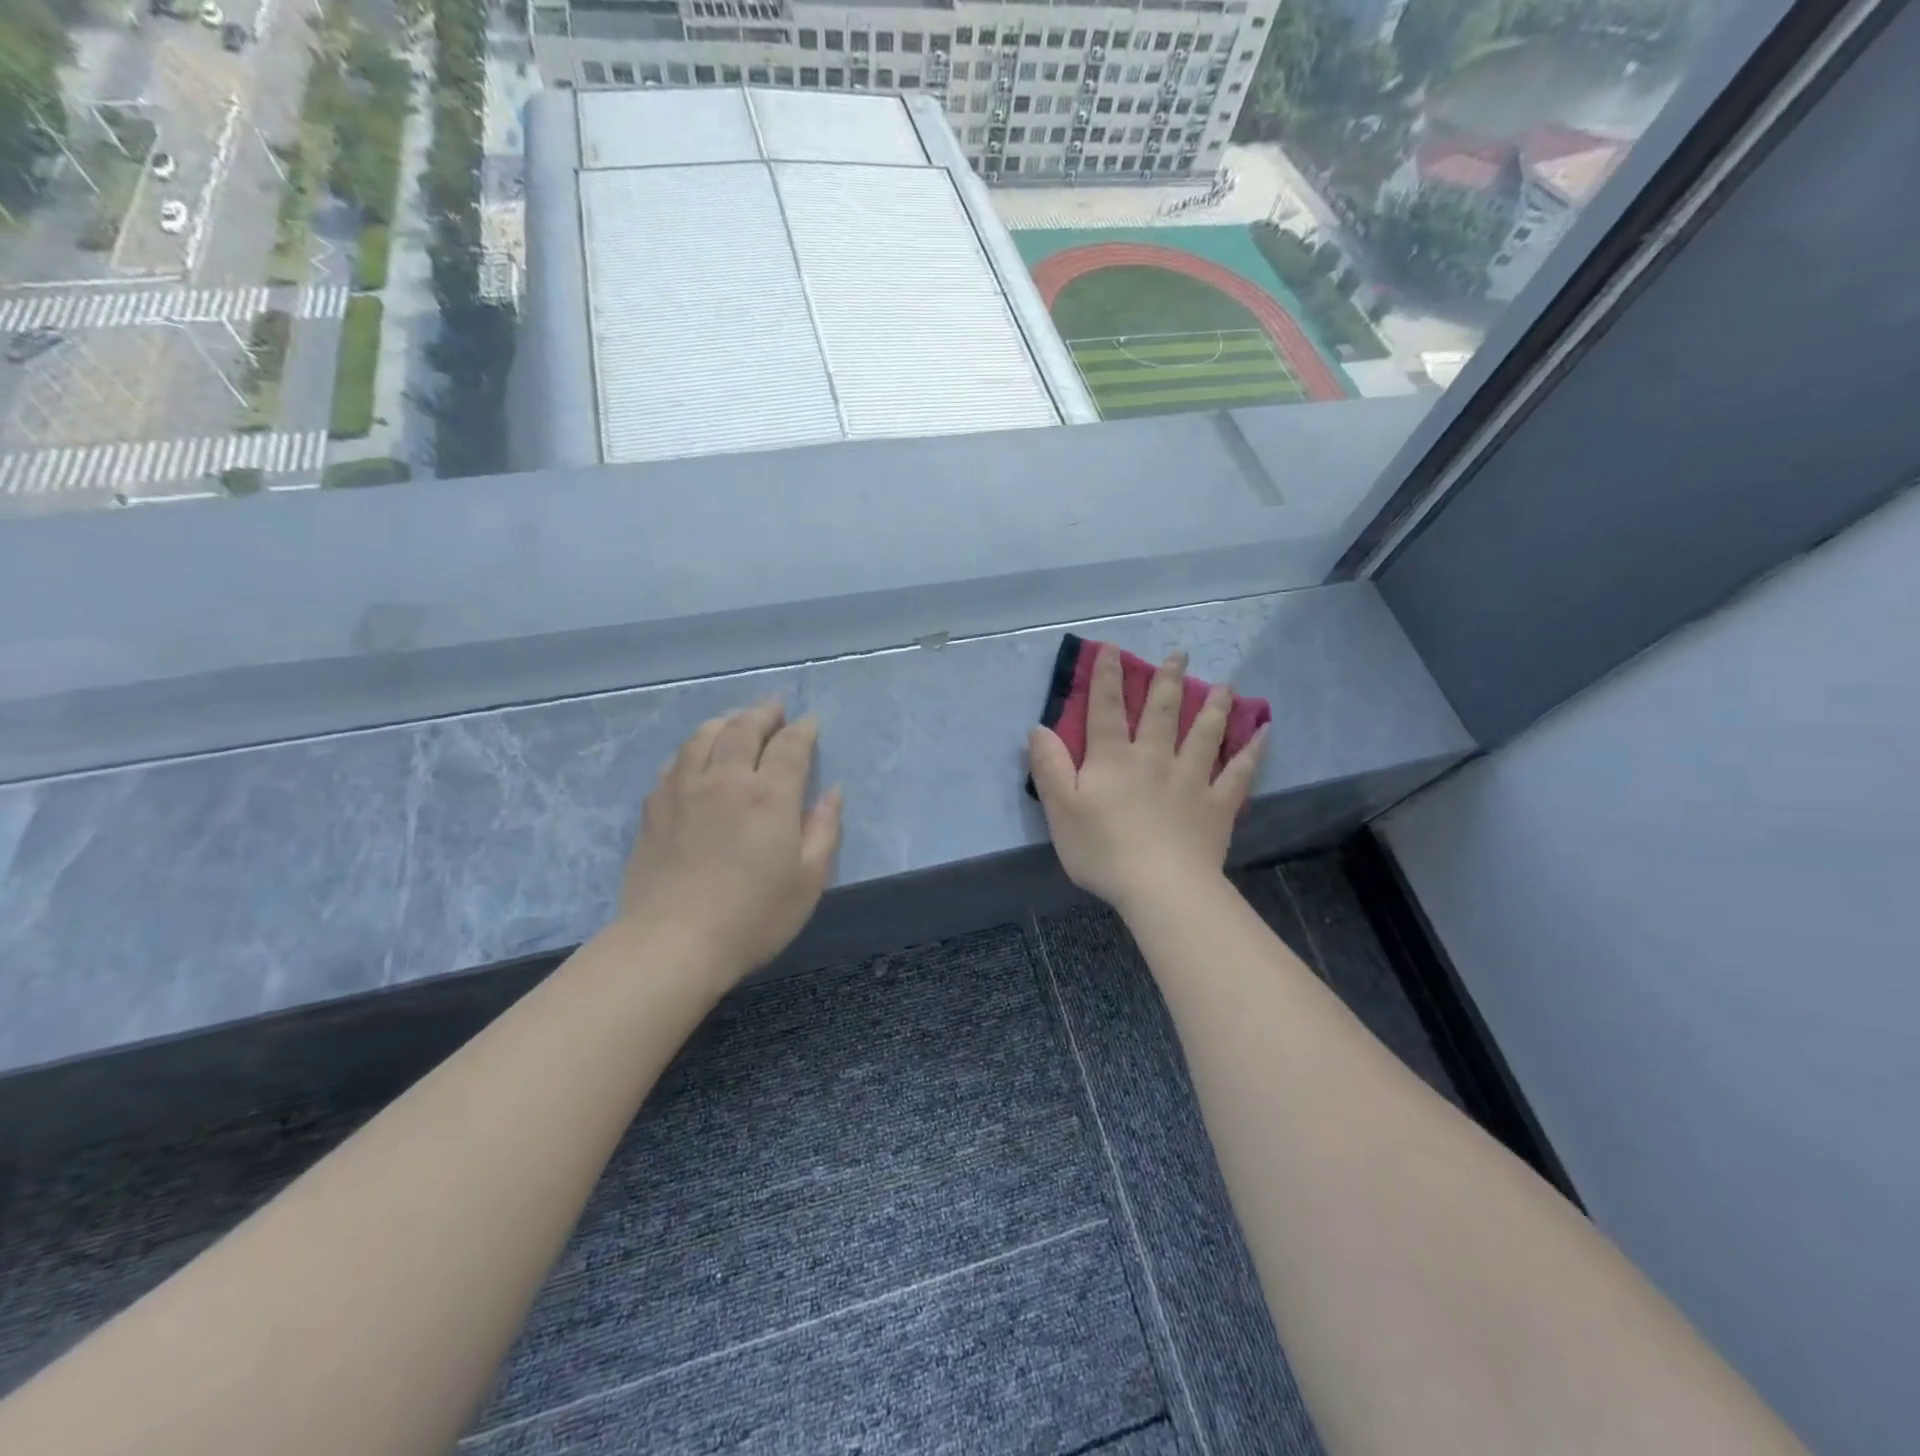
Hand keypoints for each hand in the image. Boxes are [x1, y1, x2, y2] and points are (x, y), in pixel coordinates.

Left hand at [618, 700, 842, 982]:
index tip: (811, 721)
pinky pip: (676, 760)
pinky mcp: (654, 807)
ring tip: (737, 721)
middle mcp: (726, 779)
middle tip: (776, 707)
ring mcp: (684, 789)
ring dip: (726, 721)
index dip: (804, 729)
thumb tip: (833, 792)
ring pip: (704, 736)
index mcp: (769, 795)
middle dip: (765, 712)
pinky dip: (693, 747)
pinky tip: (697, 755)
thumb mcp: (808, 880)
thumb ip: (824, 830)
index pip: (791, 745)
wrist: (672, 943)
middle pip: (744, 728)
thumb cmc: (752, 917)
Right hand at [1029, 645, 1266, 918]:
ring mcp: (1191, 779)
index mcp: (1113, 759)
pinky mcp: (1217, 805)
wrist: (1160, 887)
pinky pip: (1239, 772)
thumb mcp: (1059, 809)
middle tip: (1180, 654)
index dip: (1107, 677)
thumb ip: (1048, 766)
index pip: (1107, 709)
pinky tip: (1264, 732)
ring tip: (1224, 684)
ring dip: (1214, 707)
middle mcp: (1154, 758)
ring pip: (1205, 734)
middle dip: (1167, 681)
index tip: (1113, 649)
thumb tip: (1038, 727)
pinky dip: (1253, 751)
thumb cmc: (1102, 850)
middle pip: (1162, 712)